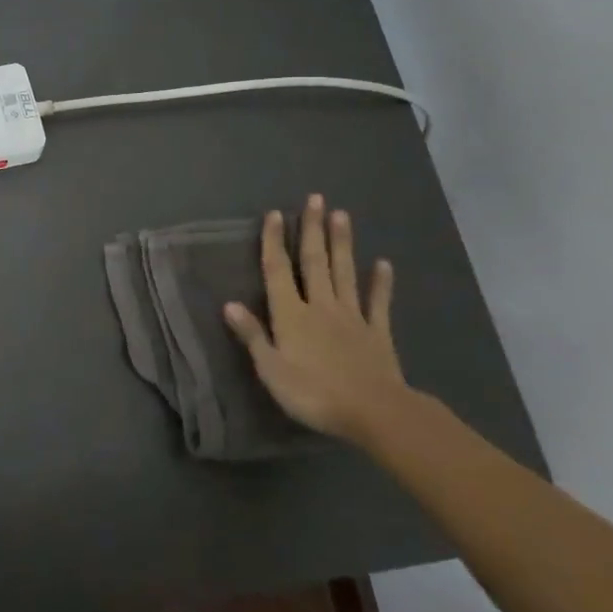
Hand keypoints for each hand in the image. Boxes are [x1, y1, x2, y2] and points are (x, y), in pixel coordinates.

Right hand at [222, 194, 408, 440]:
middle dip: (313, 230)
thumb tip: (229, 303)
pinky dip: (381, 283)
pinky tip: (383, 264)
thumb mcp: (272, 370)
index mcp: (291, 315)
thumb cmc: (314, 393)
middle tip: (315, 198)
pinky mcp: (377, 332)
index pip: (278, 271)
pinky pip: (378, 302)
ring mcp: (352, 316)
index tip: (275, 214)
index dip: (274, 242)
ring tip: (342, 215)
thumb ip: (252, 335)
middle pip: (315, 262)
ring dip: (342, 243)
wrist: (374, 413)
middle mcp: (320, 306)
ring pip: (344, 273)